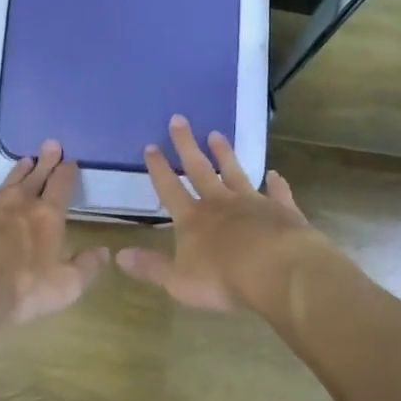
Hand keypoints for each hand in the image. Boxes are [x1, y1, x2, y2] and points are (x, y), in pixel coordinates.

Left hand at [0, 141, 108, 335]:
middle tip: (51, 144)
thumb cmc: (19, 290)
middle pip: (35, 175)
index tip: (71, 160)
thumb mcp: (65, 287)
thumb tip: (103, 251)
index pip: (62, 185)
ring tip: (24, 161)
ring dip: (17, 171)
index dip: (67, 171)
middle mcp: (18, 202)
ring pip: (6, 181)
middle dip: (46, 160)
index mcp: (47, 215)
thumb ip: (86, 267)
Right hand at [115, 116, 325, 312]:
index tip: (151, 146)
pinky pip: (277, 193)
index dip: (159, 168)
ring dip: (224, 154)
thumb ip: (151, 267)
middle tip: (179, 119)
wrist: (277, 270)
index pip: (169, 189)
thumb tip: (119, 255)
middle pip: (199, 169)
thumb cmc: (223, 279)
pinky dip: (276, 184)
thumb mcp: (179, 281)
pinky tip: (275, 175)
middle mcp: (220, 203)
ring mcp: (252, 203)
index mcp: (192, 219)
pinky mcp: (281, 210)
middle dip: (186, 145)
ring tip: (217, 134)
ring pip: (235, 172)